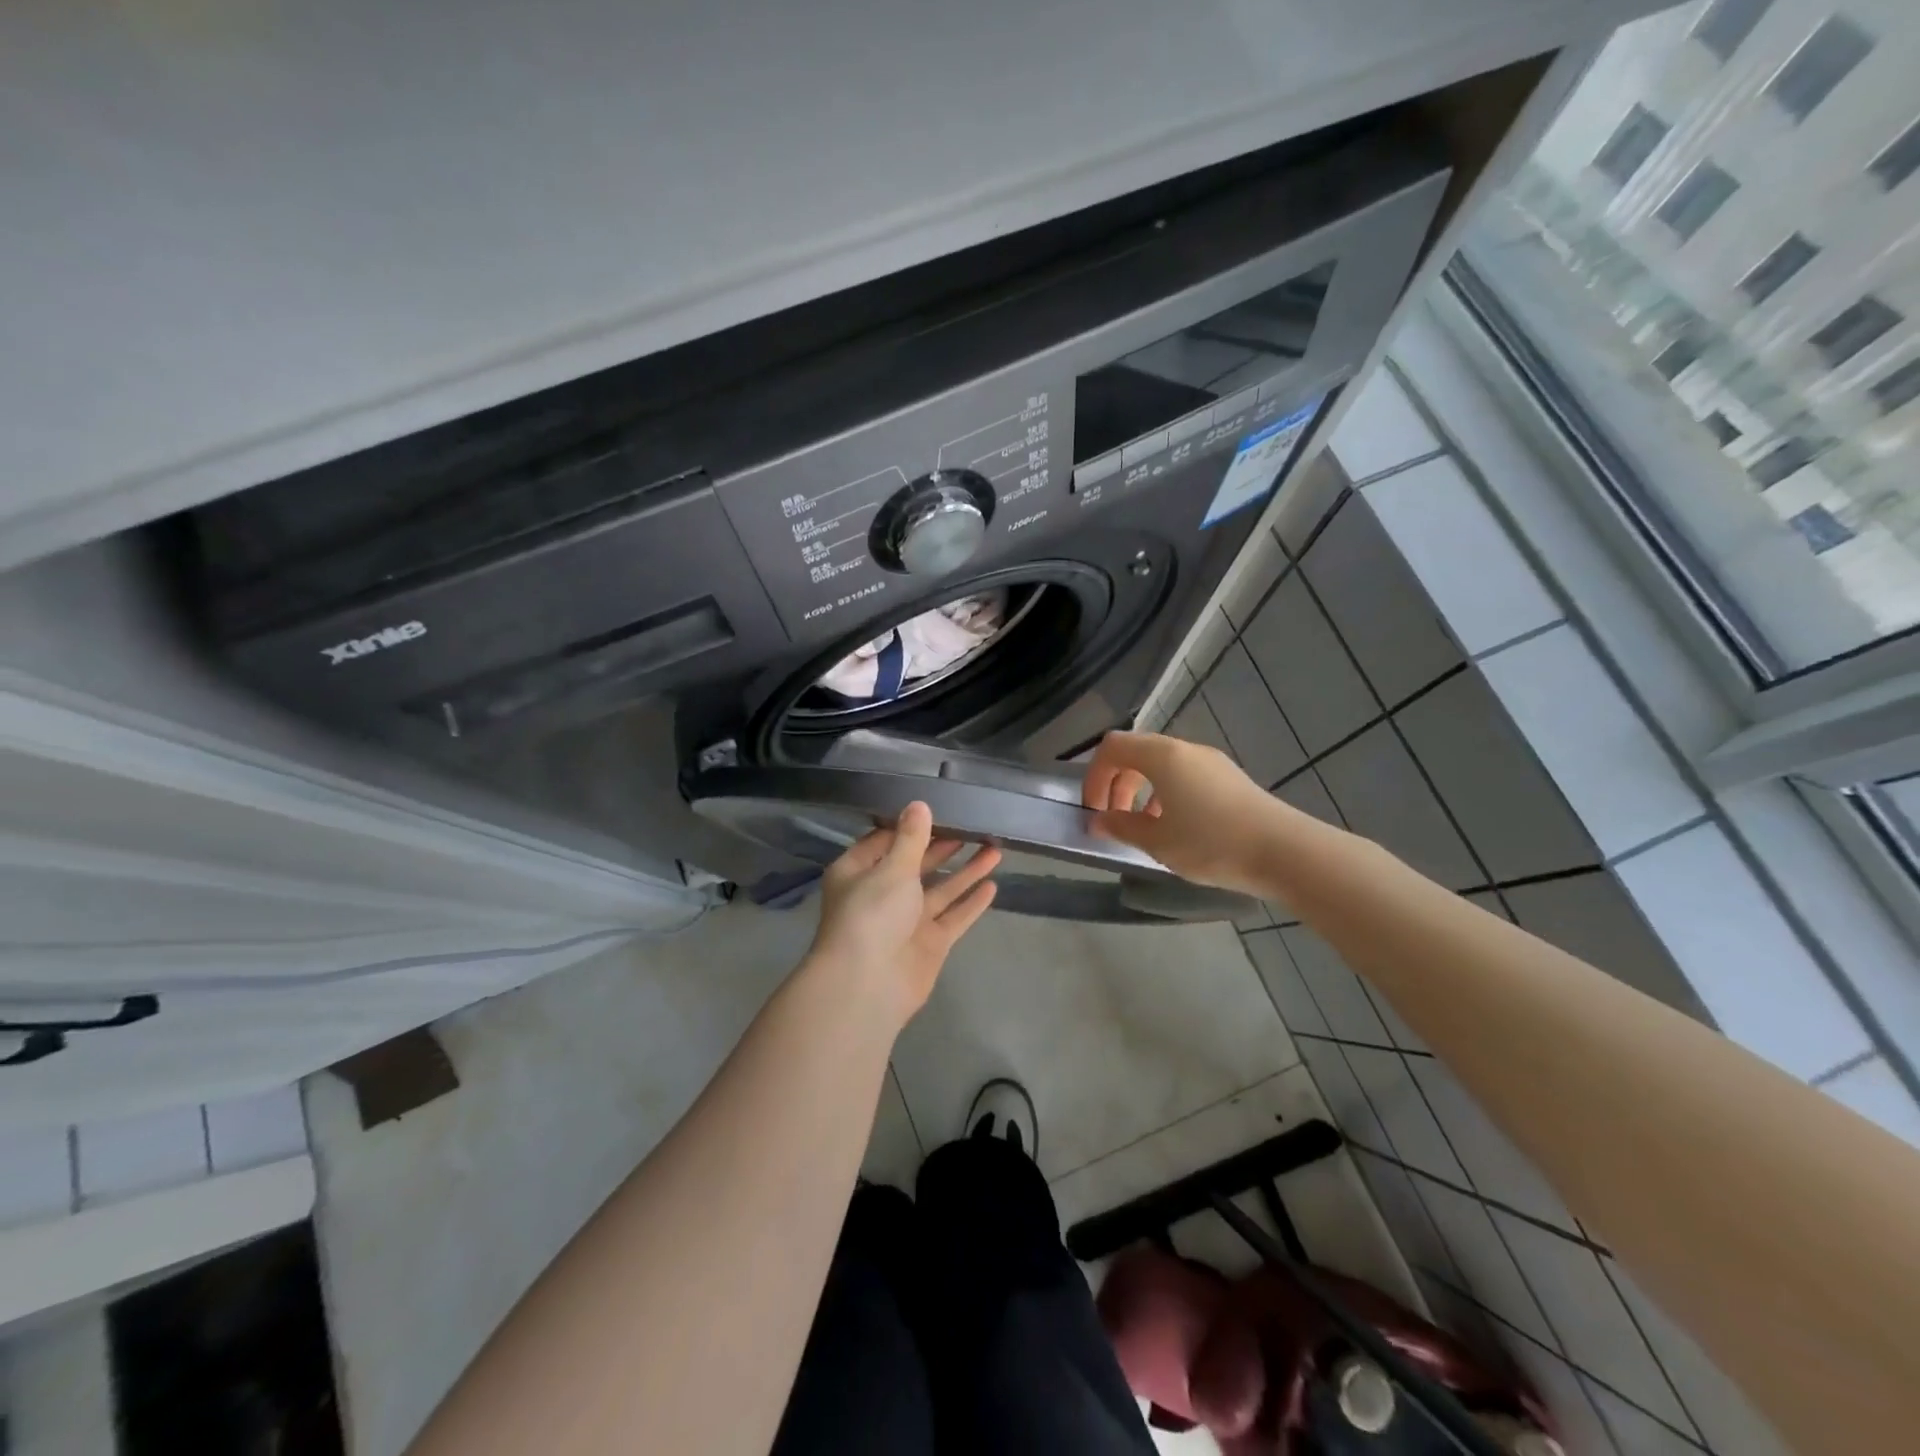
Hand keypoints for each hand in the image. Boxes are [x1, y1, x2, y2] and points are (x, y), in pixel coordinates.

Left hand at [805, 801, 999, 1026]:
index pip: (885, 840)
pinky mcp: (929, 943)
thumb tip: (919, 804)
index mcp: (859, 872)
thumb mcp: (892, 869)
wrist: (868, 986)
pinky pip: (953, 916)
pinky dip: (971, 902)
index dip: (911, 826)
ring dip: (966, 871)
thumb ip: (911, 838)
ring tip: (995, 848)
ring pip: (941, 889)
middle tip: (974, 825)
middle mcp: (882, 894)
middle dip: (944, 846)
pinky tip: (992, 885)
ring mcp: (907, 920)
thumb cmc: (871, 916)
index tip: (938, 808)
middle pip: (917, 864)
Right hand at [1082, 731, 1288, 894]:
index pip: (1113, 747)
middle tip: (1115, 821)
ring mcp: (1210, 762)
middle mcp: (1185, 749)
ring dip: (1142, 791)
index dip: (1094, 776)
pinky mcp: (1228, 778)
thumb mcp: (1157, 841)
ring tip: (1145, 828)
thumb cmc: (1211, 843)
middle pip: (1136, 753)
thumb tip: (1098, 820)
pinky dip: (1167, 794)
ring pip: (1162, 765)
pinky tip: (1177, 828)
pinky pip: (1185, 775)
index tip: (1094, 811)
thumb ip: (1122, 826)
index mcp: (1162, 756)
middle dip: (1117, 784)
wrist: (1285, 852)